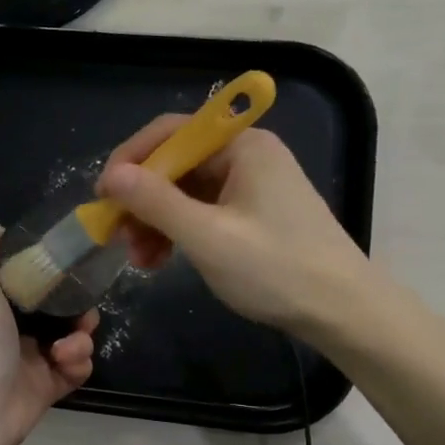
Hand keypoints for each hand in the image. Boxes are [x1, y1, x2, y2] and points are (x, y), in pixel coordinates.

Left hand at [0, 227, 96, 444]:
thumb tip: (1, 233)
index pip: (31, 279)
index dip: (52, 271)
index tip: (67, 266)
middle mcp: (14, 327)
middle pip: (61, 306)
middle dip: (79, 304)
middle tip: (82, 311)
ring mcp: (34, 358)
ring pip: (75, 336)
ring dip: (81, 335)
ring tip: (69, 344)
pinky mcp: (51, 385)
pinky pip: (79, 366)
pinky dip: (78, 361)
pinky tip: (64, 362)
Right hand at [96, 120, 376, 338]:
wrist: (343, 311)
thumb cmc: (276, 269)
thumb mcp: (208, 236)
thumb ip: (156, 202)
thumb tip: (112, 176)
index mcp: (242, 145)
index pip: (171, 132)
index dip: (130, 160)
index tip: (102, 197)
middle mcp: (247, 156)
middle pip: (177, 164)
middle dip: (142, 200)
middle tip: (117, 236)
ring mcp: (252, 186)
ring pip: (186, 193)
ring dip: (156, 222)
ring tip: (138, 259)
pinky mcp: (254, 215)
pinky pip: (203, 213)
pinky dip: (178, 233)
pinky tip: (161, 260)